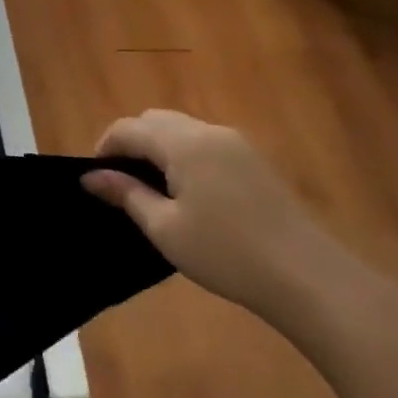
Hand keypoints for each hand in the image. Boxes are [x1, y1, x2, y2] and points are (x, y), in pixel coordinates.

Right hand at [82, 110, 345, 317]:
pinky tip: (187, 193)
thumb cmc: (225, 253)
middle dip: (130, 143)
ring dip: (158, 148)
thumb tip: (91, 176)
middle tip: (120, 183)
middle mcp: (210, 132)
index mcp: (184, 143)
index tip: (95, 179)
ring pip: (182, 130)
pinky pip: (205, 144)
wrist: (307, 277)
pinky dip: (183, 155)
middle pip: (156, 120)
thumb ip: (126, 194)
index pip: (129, 128)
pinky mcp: (255, 161)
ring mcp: (237, 144)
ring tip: (150, 189)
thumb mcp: (165, 228)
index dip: (104, 148)